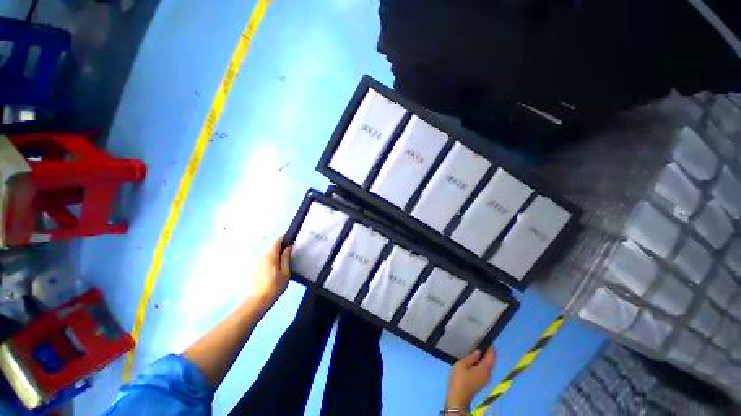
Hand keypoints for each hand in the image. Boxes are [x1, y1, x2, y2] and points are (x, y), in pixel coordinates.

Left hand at [249, 236, 291, 309]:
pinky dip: (271, 258)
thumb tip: (288, 247)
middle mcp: (262, 256)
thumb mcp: (286, 271)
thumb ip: (286, 257)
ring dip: (276, 252)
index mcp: (270, 255)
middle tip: (290, 251)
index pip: (277, 241)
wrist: (259, 299)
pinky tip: (276, 267)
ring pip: (268, 251)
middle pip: (272, 246)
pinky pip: (265, 257)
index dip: (284, 238)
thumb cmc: (275, 285)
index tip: (291, 239)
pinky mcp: (255, 266)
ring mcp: (257, 261)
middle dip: (281, 246)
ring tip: (284, 260)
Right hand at [445, 347, 496, 409]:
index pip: (491, 356)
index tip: (488, 339)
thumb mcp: (462, 364)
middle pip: (491, 361)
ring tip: (476, 349)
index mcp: (485, 368)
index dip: (491, 348)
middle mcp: (488, 374)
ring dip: (484, 358)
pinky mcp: (481, 382)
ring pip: (487, 366)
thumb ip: (471, 357)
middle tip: (480, 342)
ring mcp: (485, 379)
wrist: (458, 397)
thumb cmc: (460, 379)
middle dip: (488, 352)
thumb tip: (478, 352)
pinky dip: (482, 363)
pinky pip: (484, 370)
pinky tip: (474, 360)